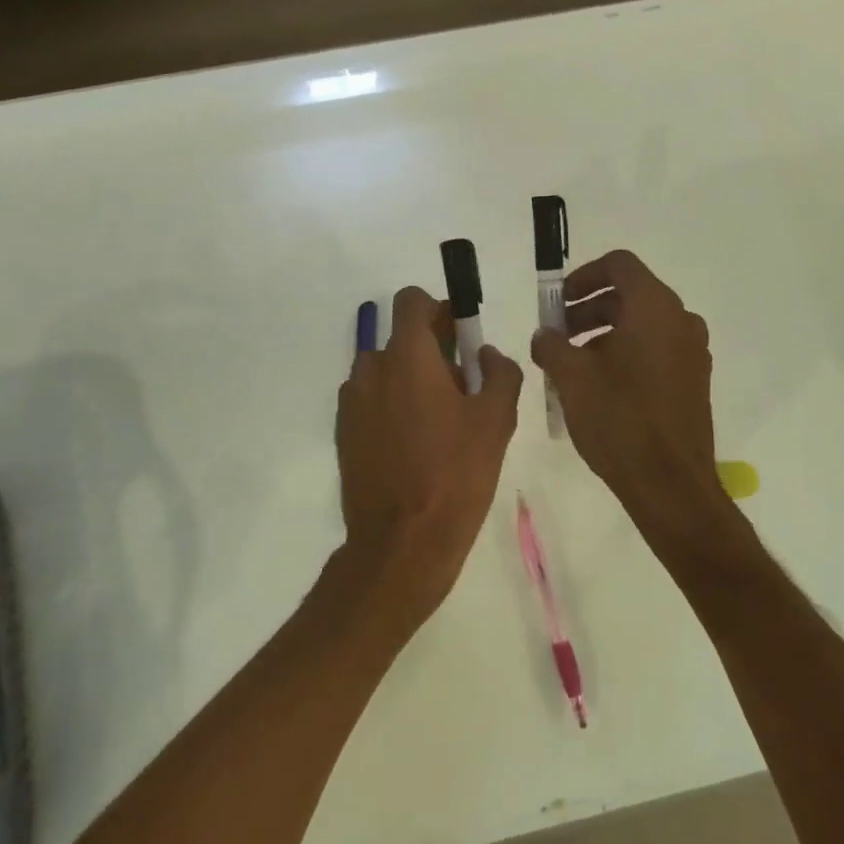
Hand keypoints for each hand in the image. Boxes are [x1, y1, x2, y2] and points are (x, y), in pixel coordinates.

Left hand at [335, 286, 522, 642]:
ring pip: (385, 371)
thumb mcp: (496, 421)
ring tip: (437, 423)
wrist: (401, 542)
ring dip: (409, 380)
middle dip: (431, 351)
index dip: (437, 310)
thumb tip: (486, 354)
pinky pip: (371, 401)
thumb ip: (499, 372)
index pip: (411, 301)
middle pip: (401, 338)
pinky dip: (390, 406)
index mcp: (408, 356)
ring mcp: (352, 401)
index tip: (459, 338)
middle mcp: (371, 368)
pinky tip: (412, 445)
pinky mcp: (343, 431)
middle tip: (460, 389)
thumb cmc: (455, 475)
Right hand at [530, 251, 731, 563]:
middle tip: (556, 335)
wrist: (669, 483)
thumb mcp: (571, 376)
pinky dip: (625, 352)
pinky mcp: (693, 380)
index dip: (583, 276)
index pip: (619, 265)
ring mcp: (691, 352)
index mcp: (654, 307)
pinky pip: (655, 349)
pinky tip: (598, 384)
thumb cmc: (618, 418)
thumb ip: (551, 345)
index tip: (558, 302)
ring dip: (603, 332)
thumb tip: (545, 336)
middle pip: (629, 294)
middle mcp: (680, 320)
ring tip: (571, 363)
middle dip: (587, 308)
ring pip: (641, 324)